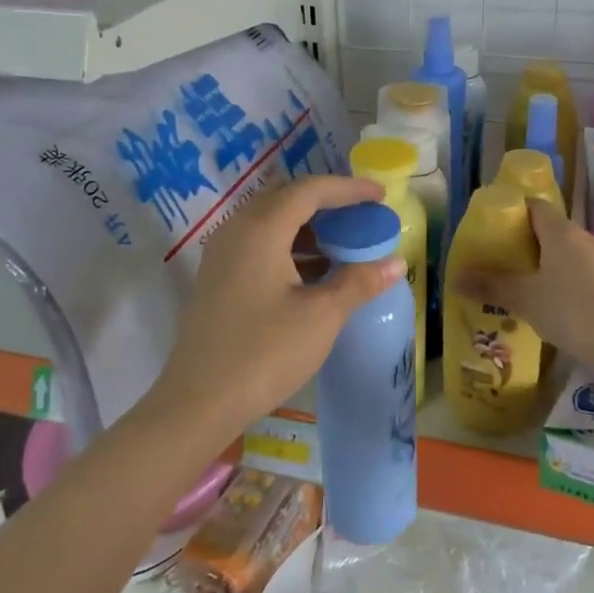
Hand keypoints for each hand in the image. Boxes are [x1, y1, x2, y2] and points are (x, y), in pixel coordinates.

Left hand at [150, 173, 402, 434]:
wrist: (198, 403)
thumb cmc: (264, 354)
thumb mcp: (321, 316)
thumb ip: (358, 282)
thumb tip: (395, 262)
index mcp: (261, 229)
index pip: (309, 190)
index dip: (348, 189)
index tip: (380, 196)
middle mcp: (237, 230)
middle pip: (287, 198)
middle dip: (328, 202)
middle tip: (362, 215)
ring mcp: (223, 254)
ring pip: (271, 222)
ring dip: (309, 226)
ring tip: (345, 243)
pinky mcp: (219, 277)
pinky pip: (259, 243)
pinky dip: (290, 246)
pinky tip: (315, 272)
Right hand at [454, 198, 593, 370]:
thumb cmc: (570, 310)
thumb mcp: (524, 298)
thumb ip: (490, 285)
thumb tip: (454, 277)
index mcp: (561, 231)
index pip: (536, 206)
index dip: (516, 212)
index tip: (498, 227)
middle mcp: (587, 237)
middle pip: (554, 231)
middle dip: (532, 244)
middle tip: (508, 264)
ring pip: (573, 254)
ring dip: (554, 266)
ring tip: (533, 289)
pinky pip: (589, 274)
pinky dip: (573, 283)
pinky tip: (562, 308)